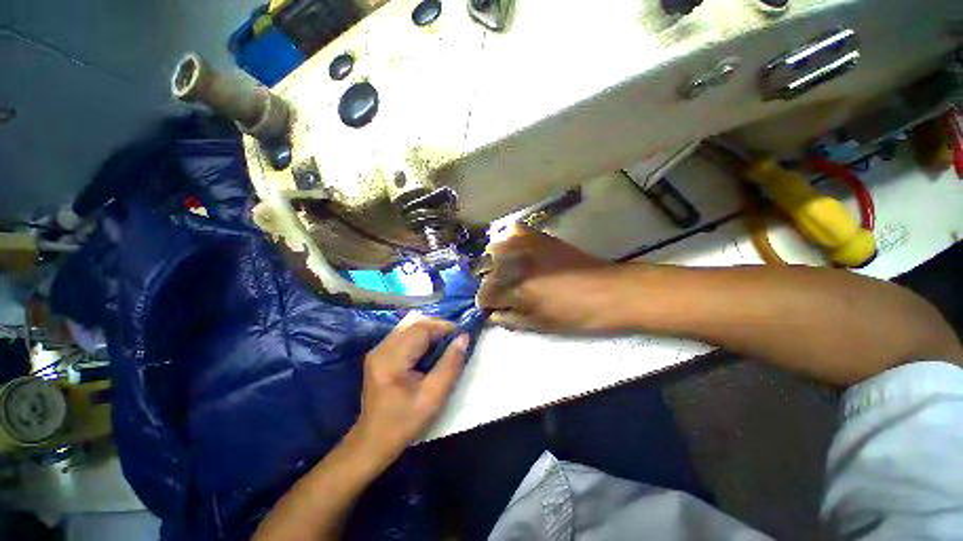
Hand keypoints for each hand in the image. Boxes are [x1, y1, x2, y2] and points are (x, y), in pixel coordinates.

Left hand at [348, 313, 467, 468]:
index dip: (444, 327)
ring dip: (431, 331)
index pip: (421, 329)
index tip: (462, 333)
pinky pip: (405, 336)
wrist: (373, 442)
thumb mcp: (433, 397)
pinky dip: (422, 338)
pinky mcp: (380, 354)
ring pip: (411, 328)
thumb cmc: (404, 423)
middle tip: (457, 338)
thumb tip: (463, 338)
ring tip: (447, 342)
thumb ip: (450, 364)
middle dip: (439, 327)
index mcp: (391, 359)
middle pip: (415, 325)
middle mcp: (381, 349)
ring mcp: (378, 350)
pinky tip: (432, 349)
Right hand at [476, 225, 640, 332]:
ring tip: (507, 272)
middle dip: (491, 285)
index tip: (494, 308)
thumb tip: (493, 315)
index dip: (487, 304)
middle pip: (486, 272)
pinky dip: (509, 240)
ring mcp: (528, 246)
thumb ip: (511, 320)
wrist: (611, 291)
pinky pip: (514, 231)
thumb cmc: (578, 315)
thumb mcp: (541, 326)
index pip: (484, 295)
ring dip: (496, 262)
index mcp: (516, 290)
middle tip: (504, 293)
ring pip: (495, 250)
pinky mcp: (541, 236)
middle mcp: (516, 264)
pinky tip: (516, 251)